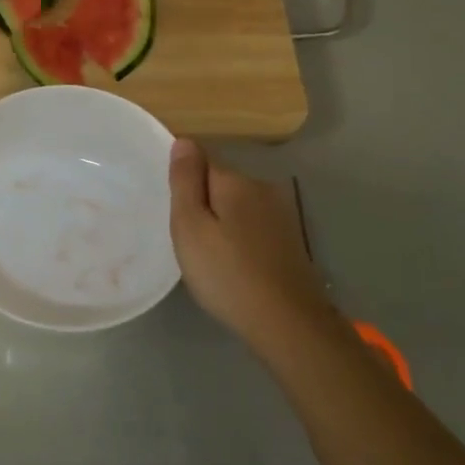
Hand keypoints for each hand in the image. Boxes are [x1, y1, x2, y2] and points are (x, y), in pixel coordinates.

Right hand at [169, 139, 336, 348]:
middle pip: (220, 184)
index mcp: (236, 182)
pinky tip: (233, 266)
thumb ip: (185, 181)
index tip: (175, 213)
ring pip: (237, 207)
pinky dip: (239, 240)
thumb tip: (184, 140)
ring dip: (221, 223)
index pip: (201, 162)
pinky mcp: (289, 241)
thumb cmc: (227, 274)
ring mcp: (280, 215)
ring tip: (208, 258)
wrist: (287, 323)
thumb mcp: (191, 227)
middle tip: (187, 241)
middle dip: (202, 204)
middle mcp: (262, 189)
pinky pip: (252, 227)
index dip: (184, 184)